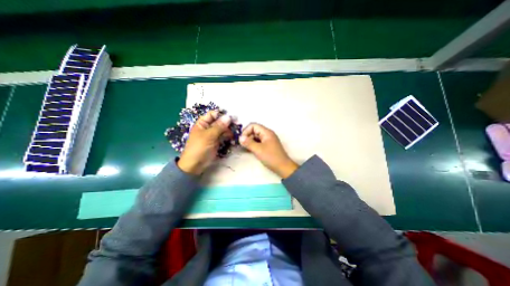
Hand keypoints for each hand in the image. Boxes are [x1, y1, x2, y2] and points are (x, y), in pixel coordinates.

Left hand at [178, 110, 232, 174]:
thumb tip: (228, 117)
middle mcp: (208, 128)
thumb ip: (219, 126)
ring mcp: (213, 135)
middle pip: (219, 122)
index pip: (213, 114)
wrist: (196, 165)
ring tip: (236, 132)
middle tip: (237, 124)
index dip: (221, 114)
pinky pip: (224, 137)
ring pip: (223, 129)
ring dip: (229, 130)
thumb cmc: (199, 148)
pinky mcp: (217, 142)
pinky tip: (233, 138)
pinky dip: (229, 137)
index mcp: (202, 123)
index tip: (232, 117)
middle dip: (228, 123)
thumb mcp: (208, 136)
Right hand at [241, 123, 299, 177]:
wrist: (283, 167)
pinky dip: (253, 144)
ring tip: (245, 148)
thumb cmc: (271, 157)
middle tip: (242, 144)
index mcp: (266, 132)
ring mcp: (268, 140)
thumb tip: (240, 138)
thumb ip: (248, 143)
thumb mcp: (258, 150)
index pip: (253, 125)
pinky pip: (258, 142)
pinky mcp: (267, 145)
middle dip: (247, 136)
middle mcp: (267, 134)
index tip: (241, 139)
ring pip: (255, 137)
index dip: (246, 131)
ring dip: (249, 141)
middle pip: (254, 130)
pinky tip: (249, 150)